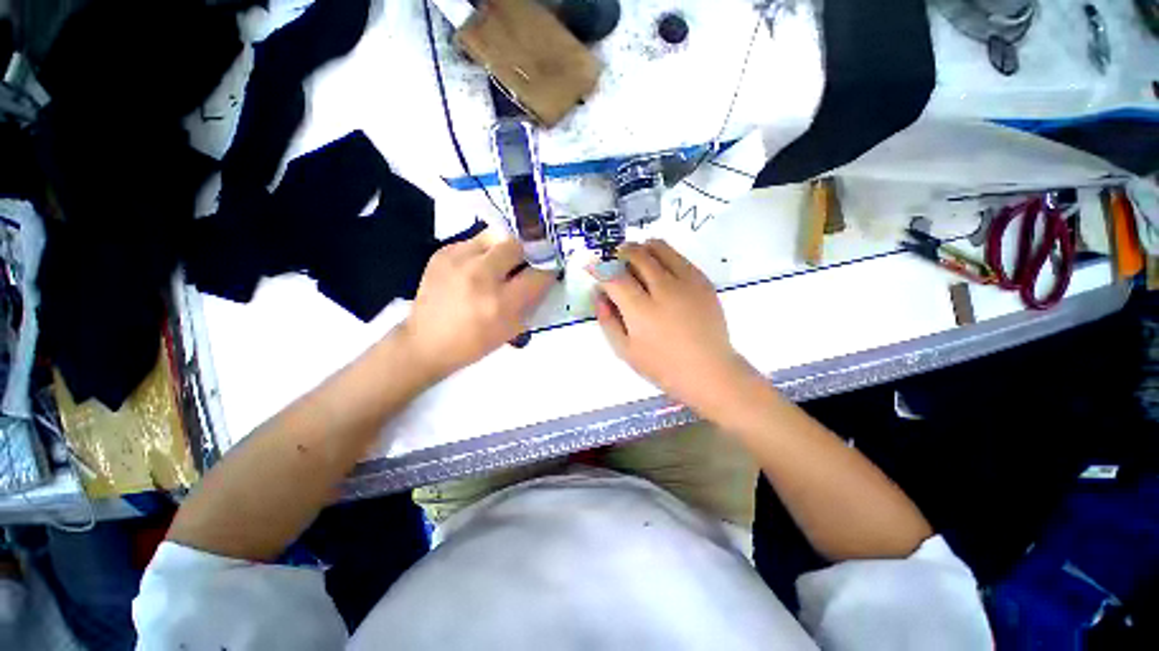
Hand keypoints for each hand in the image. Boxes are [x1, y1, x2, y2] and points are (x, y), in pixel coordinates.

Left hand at [401, 232, 554, 380]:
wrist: (426, 342)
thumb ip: (531, 302)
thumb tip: (543, 277)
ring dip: (503, 249)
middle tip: (521, 265)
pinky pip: (473, 241)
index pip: (538, 275)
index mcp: (501, 303)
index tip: (547, 272)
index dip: (547, 272)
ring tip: (498, 264)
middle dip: (525, 254)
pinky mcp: (443, 253)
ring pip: (495, 236)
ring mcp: (458, 260)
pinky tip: (474, 268)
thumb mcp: (512, 330)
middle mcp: (480, 276)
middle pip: (516, 245)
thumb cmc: (475, 342)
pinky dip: (481, 252)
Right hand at [593, 240, 756, 416]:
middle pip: (636, 255)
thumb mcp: (625, 350)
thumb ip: (607, 320)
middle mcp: (664, 290)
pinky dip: (663, 255)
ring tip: (636, 258)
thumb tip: (598, 293)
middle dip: (620, 253)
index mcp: (641, 311)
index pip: (614, 277)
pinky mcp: (702, 281)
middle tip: (615, 260)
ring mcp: (686, 282)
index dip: (599, 268)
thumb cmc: (662, 366)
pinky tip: (660, 268)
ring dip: (642, 248)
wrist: (709, 370)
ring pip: (659, 248)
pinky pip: (679, 256)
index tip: (594, 268)